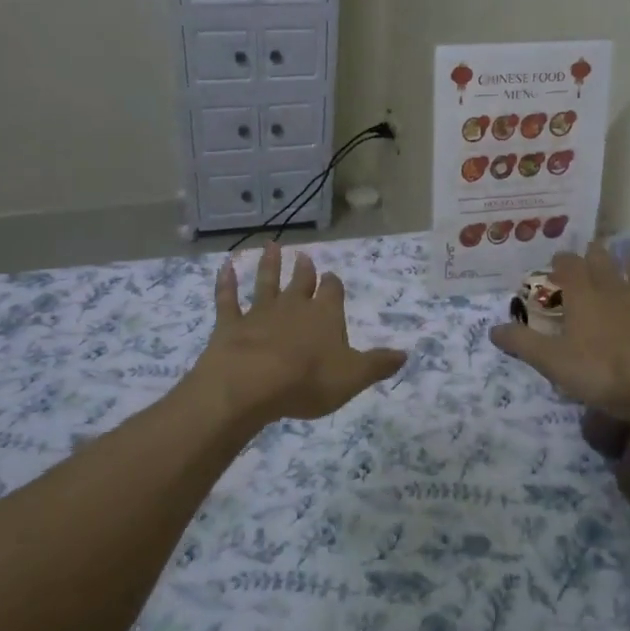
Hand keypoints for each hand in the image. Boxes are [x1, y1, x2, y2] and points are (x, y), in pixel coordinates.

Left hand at [190, 244, 407, 425]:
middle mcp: (293, 306)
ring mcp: (259, 312)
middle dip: (304, 270)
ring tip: (271, 246)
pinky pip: (227, 299)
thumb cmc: (308, 381)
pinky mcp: (230, 324)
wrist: (251, 384)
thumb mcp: (353, 377)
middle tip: (304, 256)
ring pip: (266, 282)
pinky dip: (225, 283)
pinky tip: (224, 267)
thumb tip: (405, 354)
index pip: (332, 293)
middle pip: (300, 282)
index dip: (333, 285)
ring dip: (269, 265)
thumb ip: (378, 364)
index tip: (332, 277)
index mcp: (325, 315)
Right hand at [490, 242, 629, 419]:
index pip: (569, 267)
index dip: (562, 262)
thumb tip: (493, 329)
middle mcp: (616, 289)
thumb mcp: (554, 362)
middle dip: (596, 255)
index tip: (557, 260)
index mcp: (584, 297)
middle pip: (604, 262)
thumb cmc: (604, 370)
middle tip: (593, 250)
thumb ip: (524, 344)